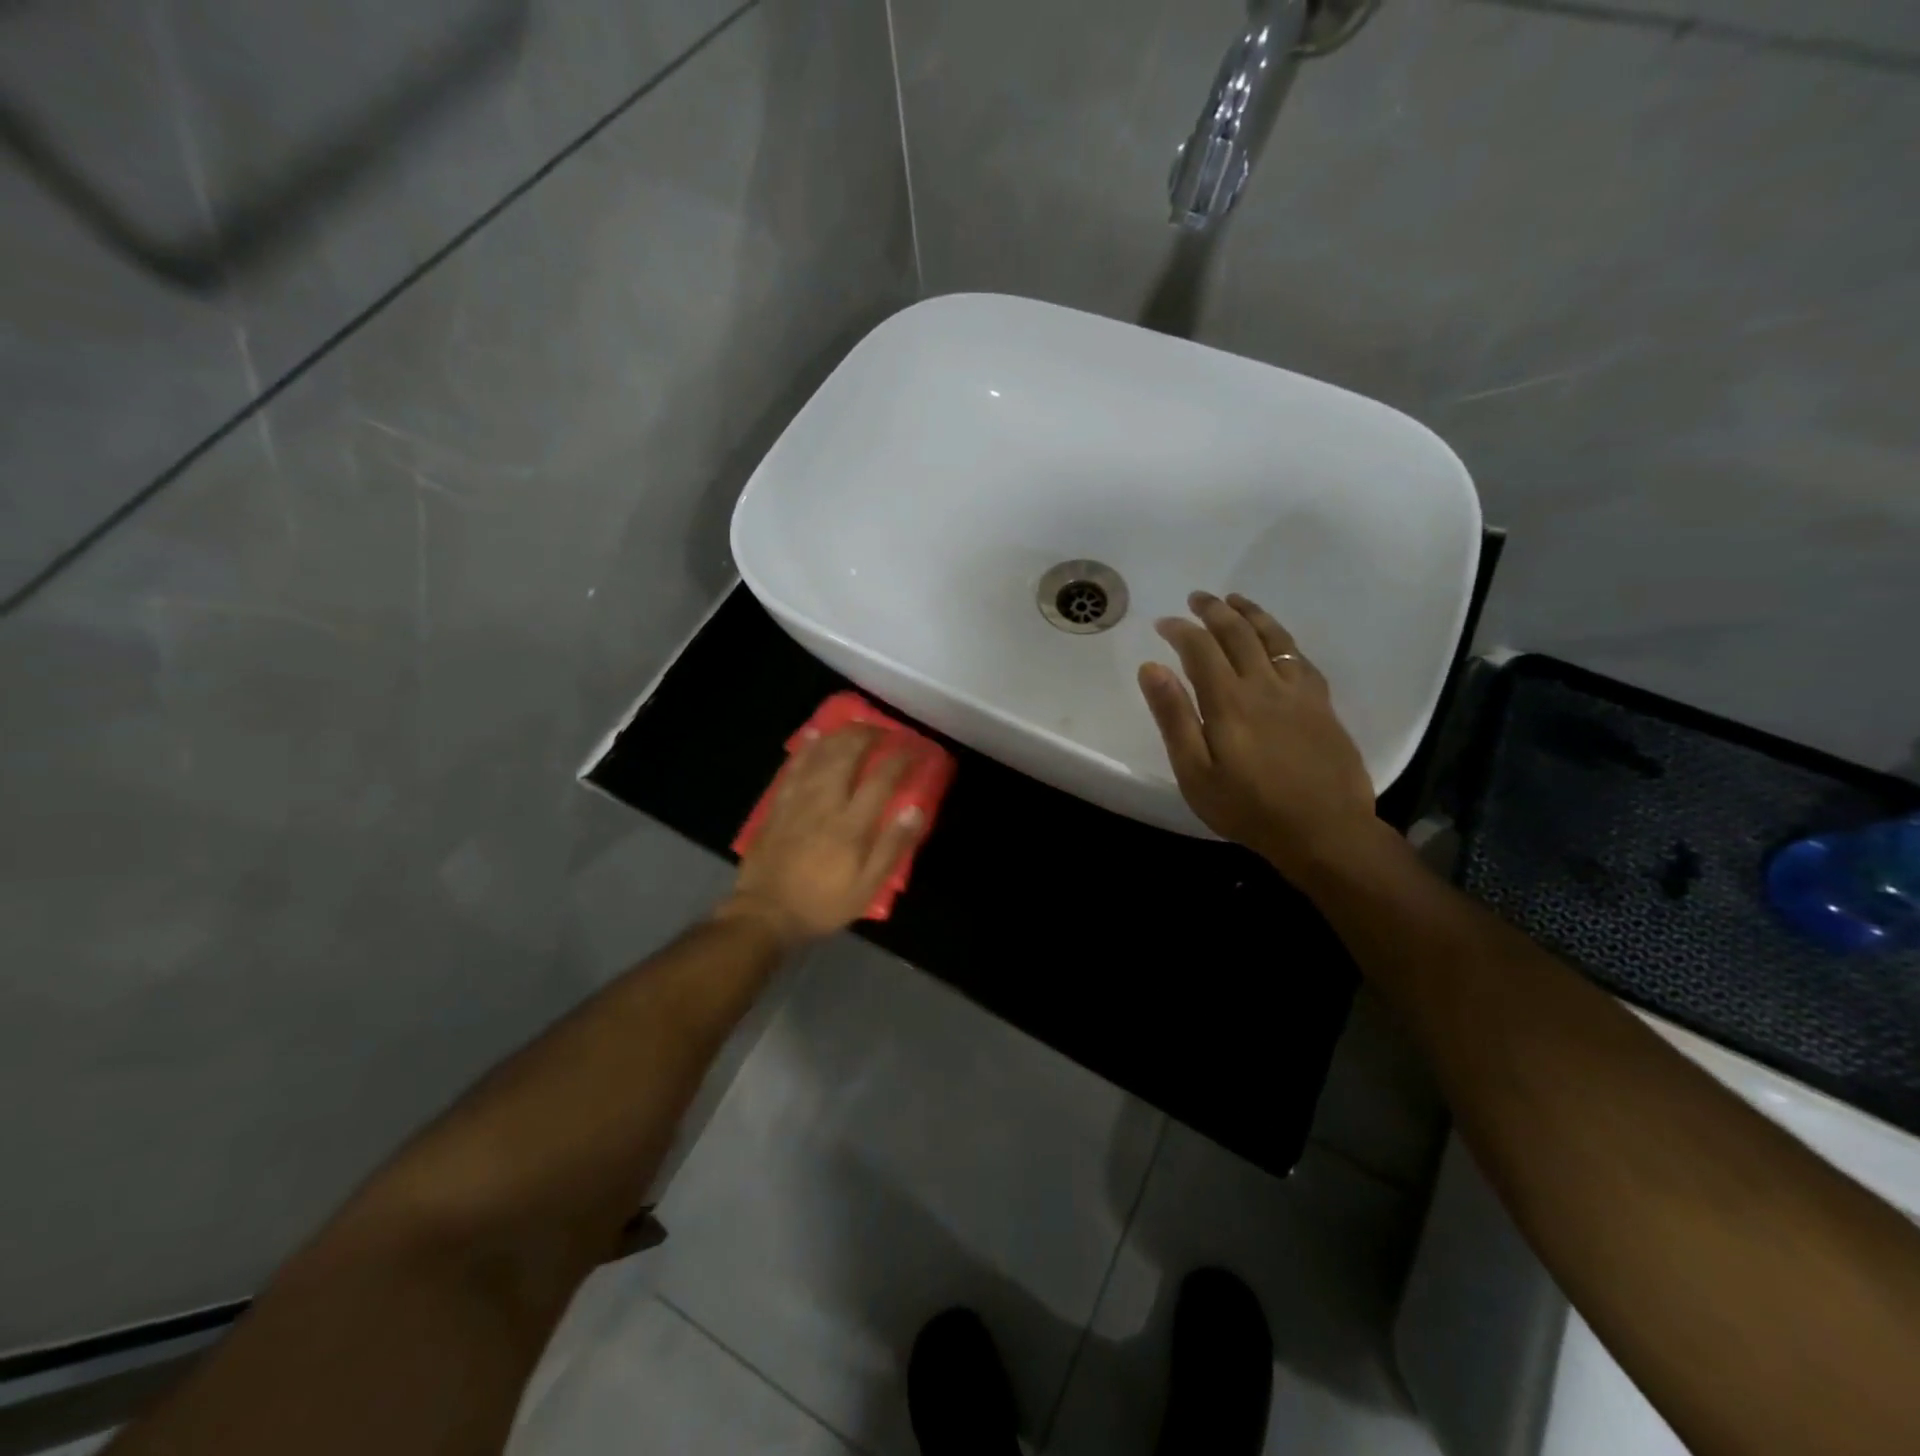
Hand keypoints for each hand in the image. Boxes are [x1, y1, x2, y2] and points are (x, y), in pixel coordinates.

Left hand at [716, 725, 926, 948]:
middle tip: (888, 732)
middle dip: (871, 735)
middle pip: (848, 754)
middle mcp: (825, 802)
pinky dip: (807, 747)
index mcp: (851, 824)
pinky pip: (794, 766)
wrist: (765, 913)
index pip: (882, 778)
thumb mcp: (867, 887)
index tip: (918, 749)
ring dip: (843, 735)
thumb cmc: (822, 903)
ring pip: (821, 754)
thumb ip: (892, 846)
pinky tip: (816, 735)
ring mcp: (797, 800)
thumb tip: (915, 809)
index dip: (903, 758)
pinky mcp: (778, 804)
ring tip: (859, 727)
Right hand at [1138, 592, 1378, 876]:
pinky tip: (1276, 639)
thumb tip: (1152, 667)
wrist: (1325, 831)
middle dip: (1214, 610)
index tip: (1163, 623)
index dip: (1180, 630)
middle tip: (1197, 598)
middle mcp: (1264, 685)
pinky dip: (1282, 639)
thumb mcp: (1195, 772)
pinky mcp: (1322, 704)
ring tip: (1234, 600)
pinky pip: (1300, 657)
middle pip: (1238, 633)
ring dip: (1250, 614)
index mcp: (1229, 701)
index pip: (1200, 648)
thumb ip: (1174, 717)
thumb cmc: (1249, 808)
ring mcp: (1299, 692)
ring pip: (1273, 637)